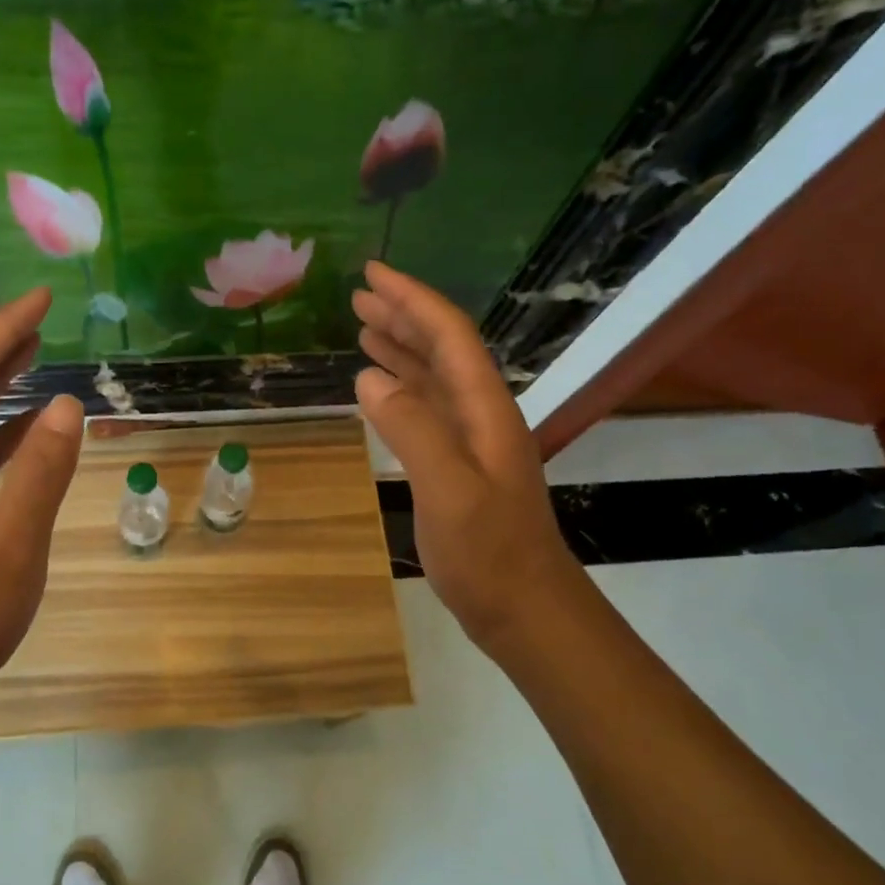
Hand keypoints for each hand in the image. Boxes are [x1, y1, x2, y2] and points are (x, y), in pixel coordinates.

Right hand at [352, 262, 571, 652]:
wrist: (525, 610)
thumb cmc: (490, 554)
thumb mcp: (450, 492)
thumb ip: (412, 430)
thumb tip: (369, 378)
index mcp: (485, 409)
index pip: (449, 336)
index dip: (413, 300)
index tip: (373, 274)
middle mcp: (480, 415)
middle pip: (442, 350)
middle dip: (403, 317)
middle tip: (359, 297)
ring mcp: (470, 442)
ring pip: (432, 379)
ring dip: (400, 349)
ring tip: (363, 329)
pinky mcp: (456, 467)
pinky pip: (425, 410)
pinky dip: (400, 389)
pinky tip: (379, 389)